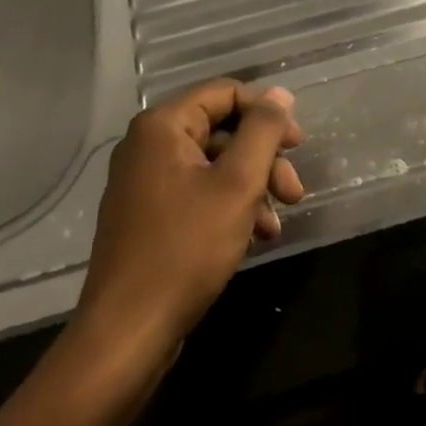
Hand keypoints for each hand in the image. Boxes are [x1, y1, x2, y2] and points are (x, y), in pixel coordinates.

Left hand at [75, 81, 305, 347]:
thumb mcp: (238, 184)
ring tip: (276, 224)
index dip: (267, 113)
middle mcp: (148, 145)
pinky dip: (230, 208)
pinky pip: (198, 194)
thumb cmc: (186, 249)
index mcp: (162, 126)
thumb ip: (263, 131)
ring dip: (253, 188)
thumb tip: (280, 94)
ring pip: (215, 166)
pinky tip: (255, 238)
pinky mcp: (148, 216)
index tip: (297, 145)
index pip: (226, 93)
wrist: (127, 332)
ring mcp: (144, 183)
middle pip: (222, 131)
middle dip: (264, 159)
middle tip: (294, 191)